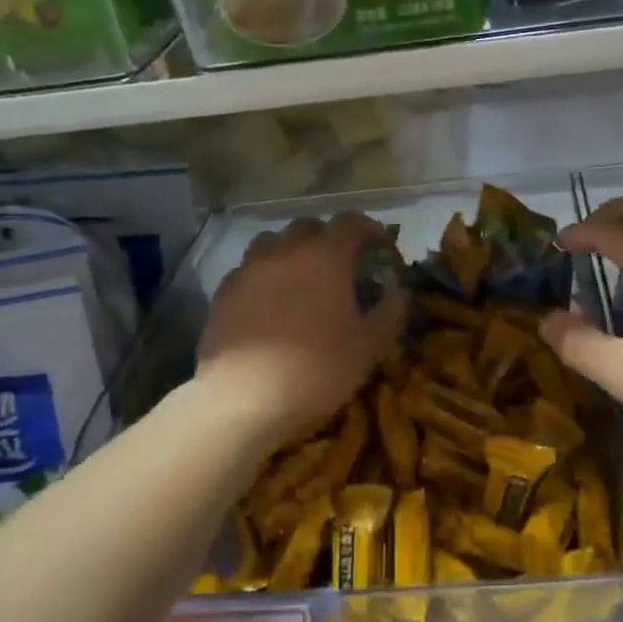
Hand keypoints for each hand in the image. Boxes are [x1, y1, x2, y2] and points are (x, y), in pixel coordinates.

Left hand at [198, 211, 407, 442]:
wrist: (244, 399)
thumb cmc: (317, 370)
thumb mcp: (370, 346)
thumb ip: (391, 310)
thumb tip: (398, 289)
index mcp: (325, 257)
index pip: (351, 222)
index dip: (370, 229)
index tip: (382, 246)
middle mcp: (284, 251)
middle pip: (308, 227)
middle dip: (329, 238)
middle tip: (342, 265)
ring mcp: (249, 269)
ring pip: (273, 243)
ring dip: (292, 252)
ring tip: (302, 279)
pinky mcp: (224, 292)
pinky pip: (249, 270)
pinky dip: (265, 276)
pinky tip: (270, 303)